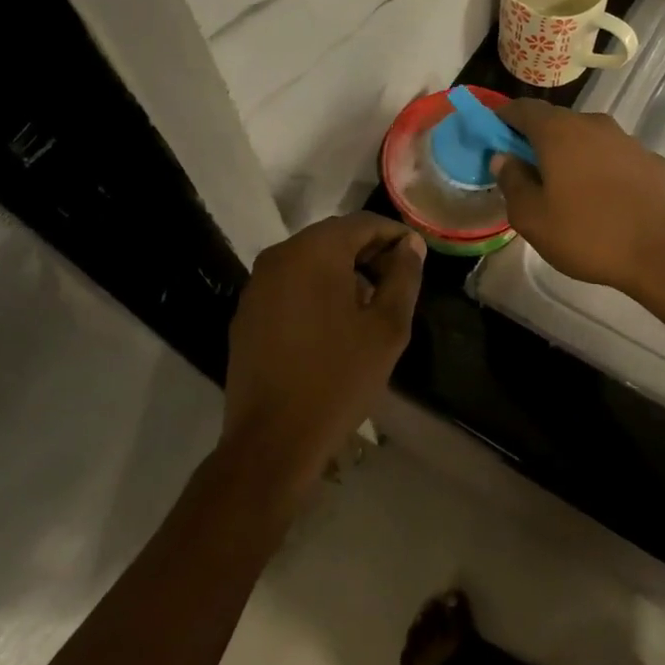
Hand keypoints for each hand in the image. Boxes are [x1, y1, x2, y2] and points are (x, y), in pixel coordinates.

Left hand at [221, 213, 424, 503]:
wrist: (272, 441)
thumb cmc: (338, 379)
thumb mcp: (387, 328)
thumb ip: (403, 277)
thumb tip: (410, 245)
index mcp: (314, 252)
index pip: (362, 223)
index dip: (394, 235)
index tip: (416, 257)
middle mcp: (280, 256)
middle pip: (334, 237)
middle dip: (369, 252)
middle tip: (397, 281)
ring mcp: (258, 284)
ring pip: (310, 259)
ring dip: (343, 271)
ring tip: (370, 304)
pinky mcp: (247, 311)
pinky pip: (290, 283)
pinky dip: (316, 288)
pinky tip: (334, 323)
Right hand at [493, 100, 664, 295]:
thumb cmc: (589, 234)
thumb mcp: (533, 218)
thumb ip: (512, 182)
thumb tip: (503, 158)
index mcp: (559, 132)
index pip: (523, 108)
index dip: (503, 119)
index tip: (493, 137)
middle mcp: (594, 124)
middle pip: (557, 122)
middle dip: (538, 141)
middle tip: (527, 172)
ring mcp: (628, 140)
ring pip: (589, 139)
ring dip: (573, 156)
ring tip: (568, 191)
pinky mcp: (652, 160)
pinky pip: (616, 158)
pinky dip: (603, 170)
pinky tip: (606, 201)